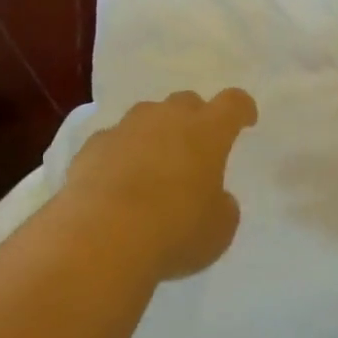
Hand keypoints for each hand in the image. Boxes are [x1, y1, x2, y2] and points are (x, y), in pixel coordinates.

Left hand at [63, 89, 258, 282]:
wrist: (102, 235)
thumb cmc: (174, 230)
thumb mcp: (218, 229)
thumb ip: (221, 206)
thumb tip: (213, 198)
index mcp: (206, 132)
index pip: (232, 104)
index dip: (241, 109)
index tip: (245, 119)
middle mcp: (165, 118)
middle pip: (186, 102)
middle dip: (195, 119)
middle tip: (196, 147)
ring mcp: (124, 128)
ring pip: (146, 116)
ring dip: (155, 134)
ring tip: (154, 165)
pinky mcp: (92, 146)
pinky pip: (114, 141)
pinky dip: (121, 155)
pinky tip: (118, 182)